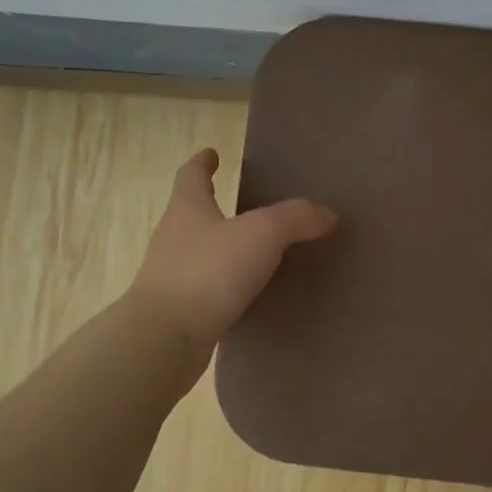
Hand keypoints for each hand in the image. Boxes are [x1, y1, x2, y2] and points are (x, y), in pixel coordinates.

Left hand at [130, 149, 336, 351]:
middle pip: (194, 214)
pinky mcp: (181, 312)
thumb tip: (326, 213)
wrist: (165, 337)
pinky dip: (228, 286)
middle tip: (246, 204)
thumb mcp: (262, 234)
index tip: (211, 153)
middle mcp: (174, 239)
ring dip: (225, 249)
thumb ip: (295, 218)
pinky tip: (251, 294)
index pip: (191, 176)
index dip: (202, 163)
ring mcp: (173, 277)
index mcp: (188, 210)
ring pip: (202, 254)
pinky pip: (210, 290)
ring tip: (258, 252)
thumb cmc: (209, 271)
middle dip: (216, 207)